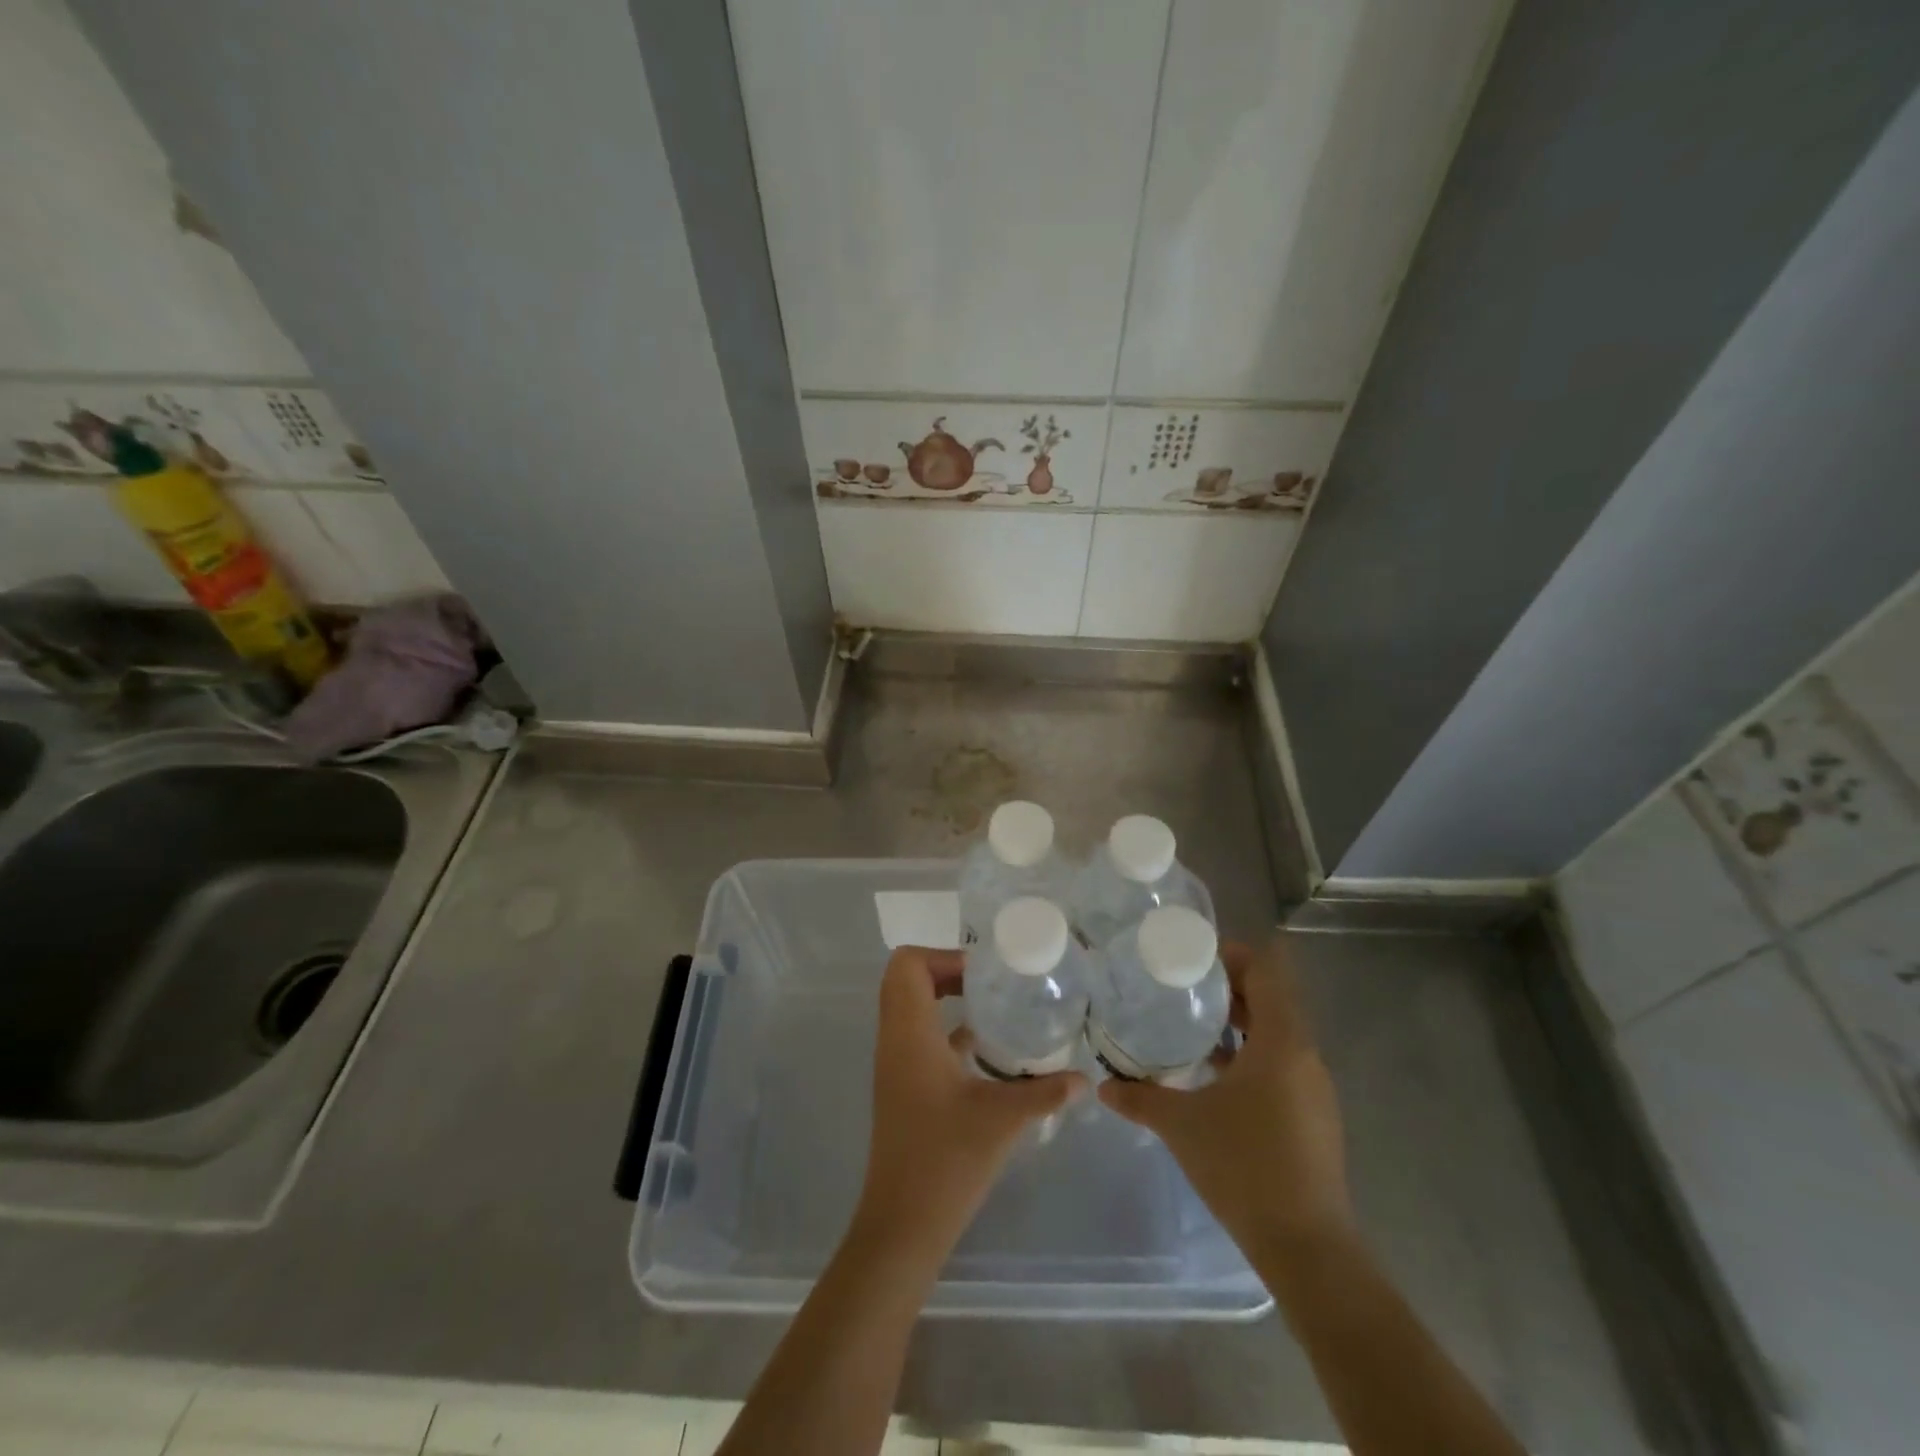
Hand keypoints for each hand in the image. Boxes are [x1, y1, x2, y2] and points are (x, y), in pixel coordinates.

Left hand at [852, 946, 1085, 1265]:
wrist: (903, 1224)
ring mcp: (895, 1064)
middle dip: (945, 970)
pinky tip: (984, 1050)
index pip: (907, 965)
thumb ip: (1044, 1092)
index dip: (943, 956)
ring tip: (993, 1005)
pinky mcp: (903, 1086)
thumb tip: (1084, 1078)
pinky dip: (946, 1029)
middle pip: (906, 979)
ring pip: (910, 1007)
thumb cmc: (946, 1161)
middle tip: (990, 982)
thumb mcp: (1003, 1119)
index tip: (984, 972)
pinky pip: (918, 1036)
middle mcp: (895, 1040)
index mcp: (909, 1034)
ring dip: (944, 997)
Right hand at [1098, 936, 1353, 1259]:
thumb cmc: (1245, 1168)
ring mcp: (1315, 1089)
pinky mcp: (1314, 1116)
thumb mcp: (1182, 1125)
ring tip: (1194, 1028)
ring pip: (1279, 1033)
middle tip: (1184, 989)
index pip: (1268, 971)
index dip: (1235, 955)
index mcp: (1282, 1042)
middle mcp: (1306, 1056)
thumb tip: (1103, 1086)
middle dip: (1230, 989)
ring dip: (1241, 1024)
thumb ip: (1140, 1098)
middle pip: (1273, 999)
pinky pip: (1283, 1064)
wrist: (1307, 1249)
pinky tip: (1215, 1077)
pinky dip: (1252, 1056)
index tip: (1195, 959)